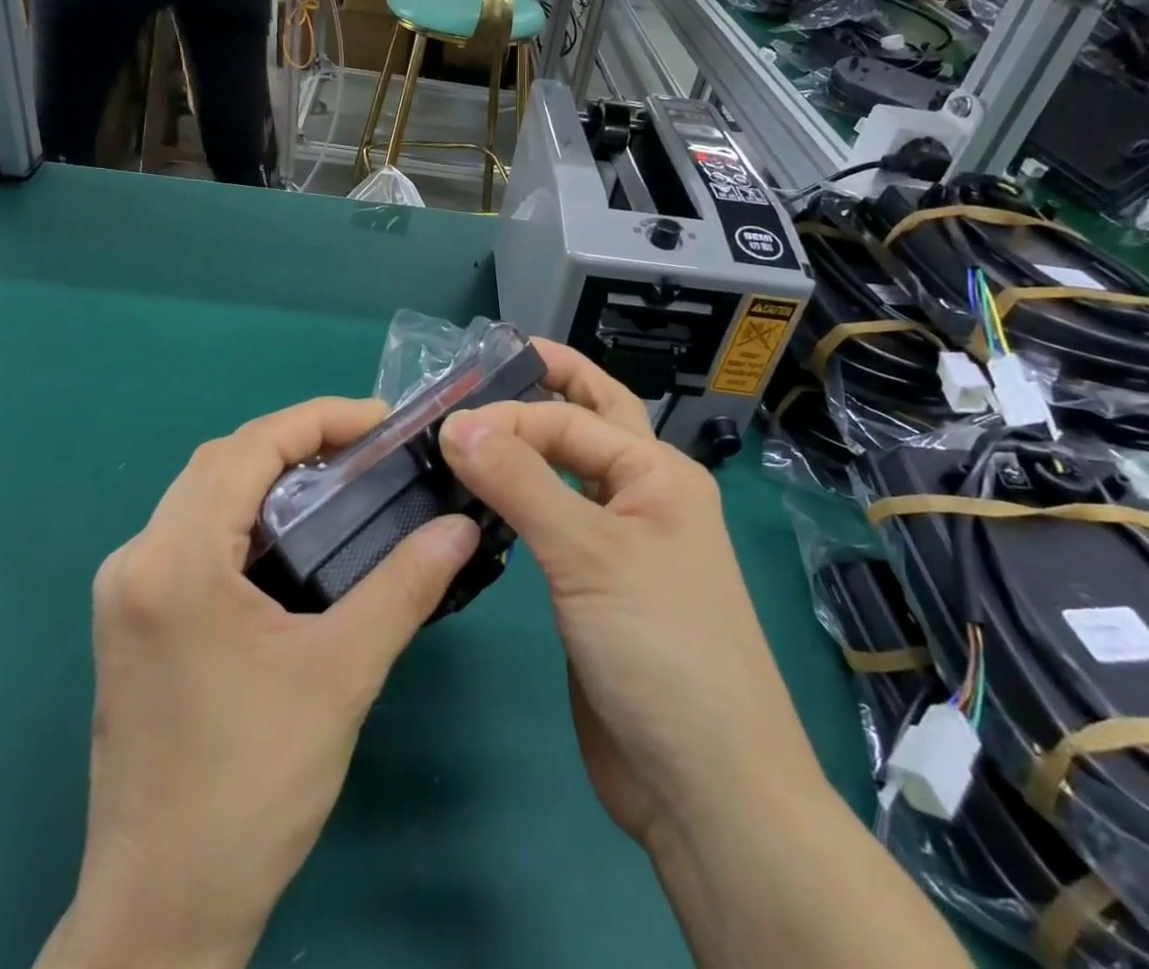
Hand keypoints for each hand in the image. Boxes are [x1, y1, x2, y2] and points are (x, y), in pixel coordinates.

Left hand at [41, 398, 481, 968]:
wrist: (161, 914)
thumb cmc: (251, 788)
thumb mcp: (341, 675)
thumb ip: (404, 587)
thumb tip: (460, 527)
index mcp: (175, 561)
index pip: (249, 448)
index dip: (319, 419)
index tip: (382, 420)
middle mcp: (136, 559)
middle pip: (221, 461)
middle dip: (297, 440)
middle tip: (369, 448)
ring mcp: (125, 591)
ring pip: (203, 493)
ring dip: (270, 474)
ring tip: (341, 478)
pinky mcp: (132, 619)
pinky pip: (192, 531)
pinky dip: (246, 511)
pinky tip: (292, 535)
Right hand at [439, 345, 825, 845]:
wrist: (703, 786)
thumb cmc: (660, 650)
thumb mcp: (589, 554)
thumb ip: (520, 482)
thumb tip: (456, 423)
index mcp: (659, 473)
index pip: (571, 418)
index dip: (509, 414)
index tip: (445, 428)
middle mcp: (643, 496)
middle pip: (590, 421)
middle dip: (547, 386)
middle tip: (490, 362)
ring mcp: (620, 543)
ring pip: (568, 472)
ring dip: (529, 444)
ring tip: (473, 424)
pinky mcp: (594, 584)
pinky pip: (554, 521)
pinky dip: (521, 498)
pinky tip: (483, 495)